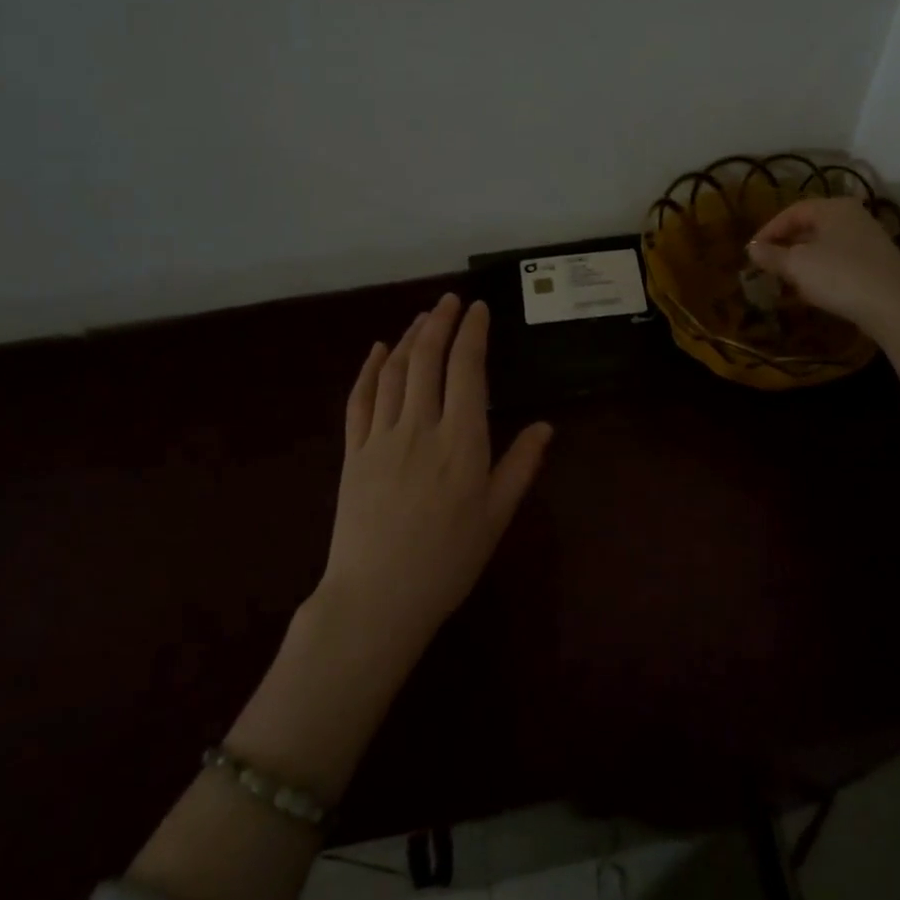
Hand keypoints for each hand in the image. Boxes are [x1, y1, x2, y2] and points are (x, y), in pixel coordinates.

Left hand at [318, 293, 552, 663]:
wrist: (377, 599)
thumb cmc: (447, 561)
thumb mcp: (496, 517)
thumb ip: (520, 466)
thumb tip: (546, 426)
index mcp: (461, 442)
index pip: (467, 370)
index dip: (473, 333)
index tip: (479, 309)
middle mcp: (420, 428)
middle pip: (428, 360)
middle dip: (440, 323)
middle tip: (451, 300)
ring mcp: (382, 437)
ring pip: (395, 372)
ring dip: (410, 338)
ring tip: (424, 317)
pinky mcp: (354, 452)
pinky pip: (360, 399)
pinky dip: (370, 369)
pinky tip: (379, 350)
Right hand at [747, 197, 899, 339]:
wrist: (895, 306)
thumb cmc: (840, 276)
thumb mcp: (797, 265)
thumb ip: (771, 255)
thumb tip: (751, 248)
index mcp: (834, 207)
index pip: (793, 211)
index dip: (769, 230)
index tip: (752, 251)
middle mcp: (854, 216)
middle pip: (811, 227)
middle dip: (787, 245)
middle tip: (768, 264)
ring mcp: (870, 240)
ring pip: (826, 245)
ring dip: (804, 260)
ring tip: (787, 280)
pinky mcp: (878, 264)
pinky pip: (841, 261)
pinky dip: (823, 271)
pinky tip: (816, 290)